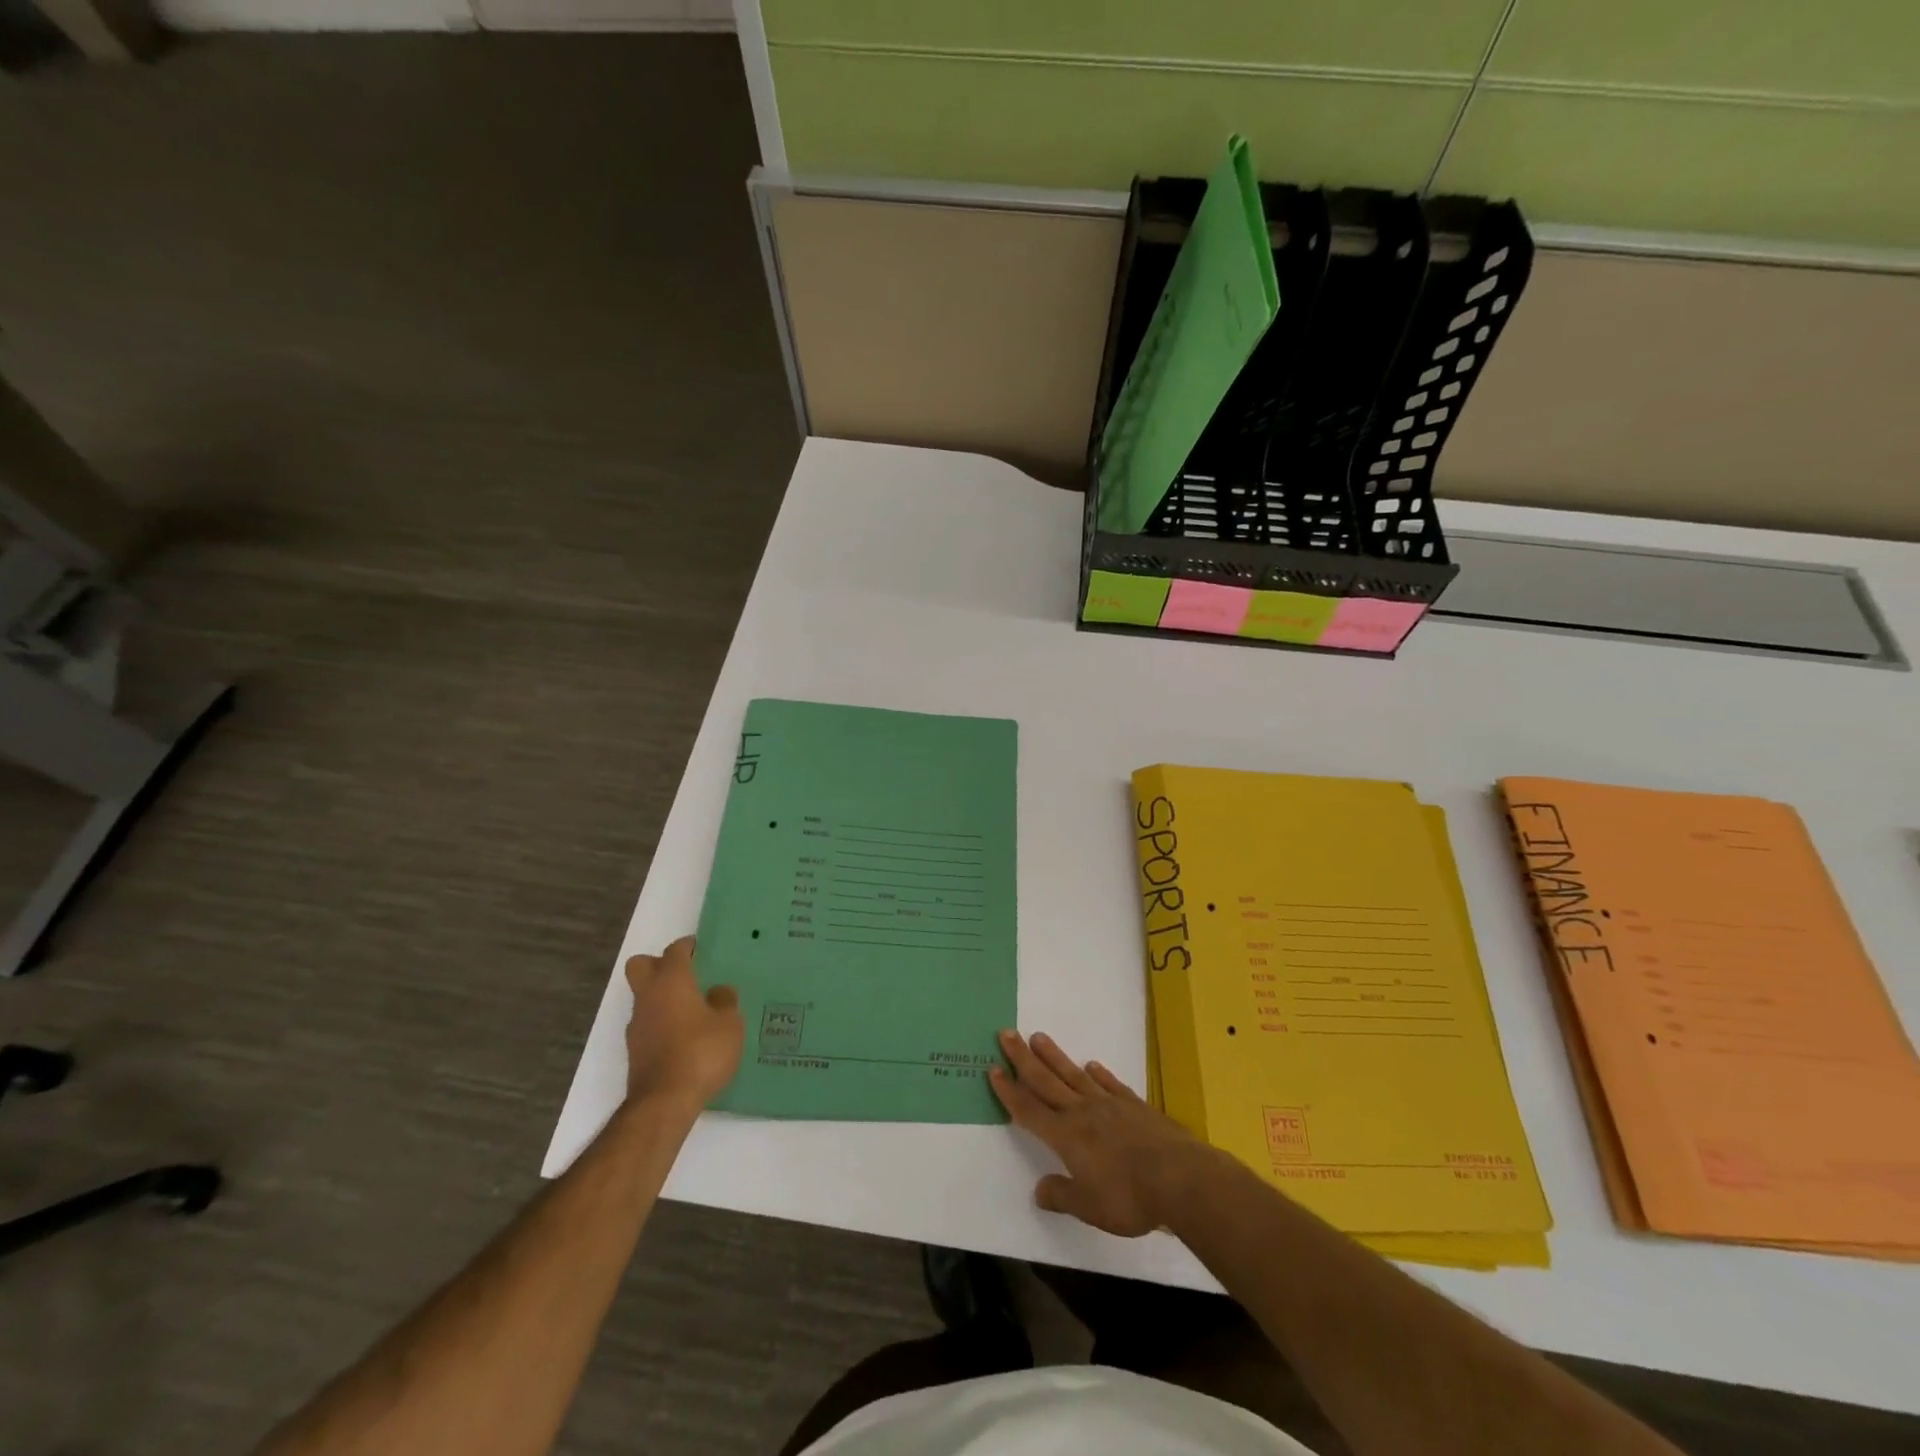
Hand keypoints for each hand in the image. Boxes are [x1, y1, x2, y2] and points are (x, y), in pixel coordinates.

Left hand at [623, 936, 743, 1110]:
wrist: (664, 1102)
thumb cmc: (701, 1052)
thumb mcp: (729, 1024)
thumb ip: (725, 1001)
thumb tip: (718, 991)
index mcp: (672, 981)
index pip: (675, 951)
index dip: (688, 946)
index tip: (701, 949)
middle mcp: (649, 997)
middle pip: (641, 966)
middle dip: (659, 964)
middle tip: (686, 974)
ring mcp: (638, 1025)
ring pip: (644, 997)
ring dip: (662, 997)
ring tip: (693, 1010)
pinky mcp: (636, 1051)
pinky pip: (648, 1024)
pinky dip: (662, 1023)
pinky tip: (685, 1038)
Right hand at [989, 1030, 1215, 1236]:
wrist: (1180, 1177)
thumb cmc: (1129, 1197)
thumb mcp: (1089, 1208)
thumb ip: (1062, 1196)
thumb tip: (1039, 1190)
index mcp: (1066, 1136)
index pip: (1029, 1110)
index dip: (1009, 1091)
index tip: (994, 1069)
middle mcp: (1082, 1112)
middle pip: (1046, 1081)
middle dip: (1023, 1058)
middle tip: (1006, 1033)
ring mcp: (1110, 1105)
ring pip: (1074, 1075)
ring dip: (1054, 1056)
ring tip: (1038, 1037)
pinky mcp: (1135, 1105)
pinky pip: (1110, 1084)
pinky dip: (1099, 1074)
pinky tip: (1092, 1065)